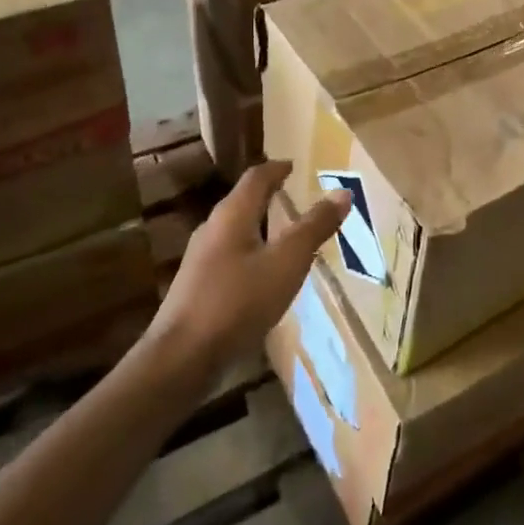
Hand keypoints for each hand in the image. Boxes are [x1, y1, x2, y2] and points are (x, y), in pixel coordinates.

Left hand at [150, 160, 349, 372]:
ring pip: (236, 230)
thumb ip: (314, 227)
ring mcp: (201, 259)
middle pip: (244, 201)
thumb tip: (342, 191)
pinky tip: (264, 275)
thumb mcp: (286, 262)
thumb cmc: (238, 301)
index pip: (257, 177)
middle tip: (296, 197)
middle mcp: (212, 228)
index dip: (278, 168)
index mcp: (233, 214)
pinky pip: (230, 256)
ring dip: (261, 226)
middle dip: (270, 196)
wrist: (181, 358)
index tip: (295, 166)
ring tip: (286, 236)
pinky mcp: (197, 287)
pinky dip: (252, 253)